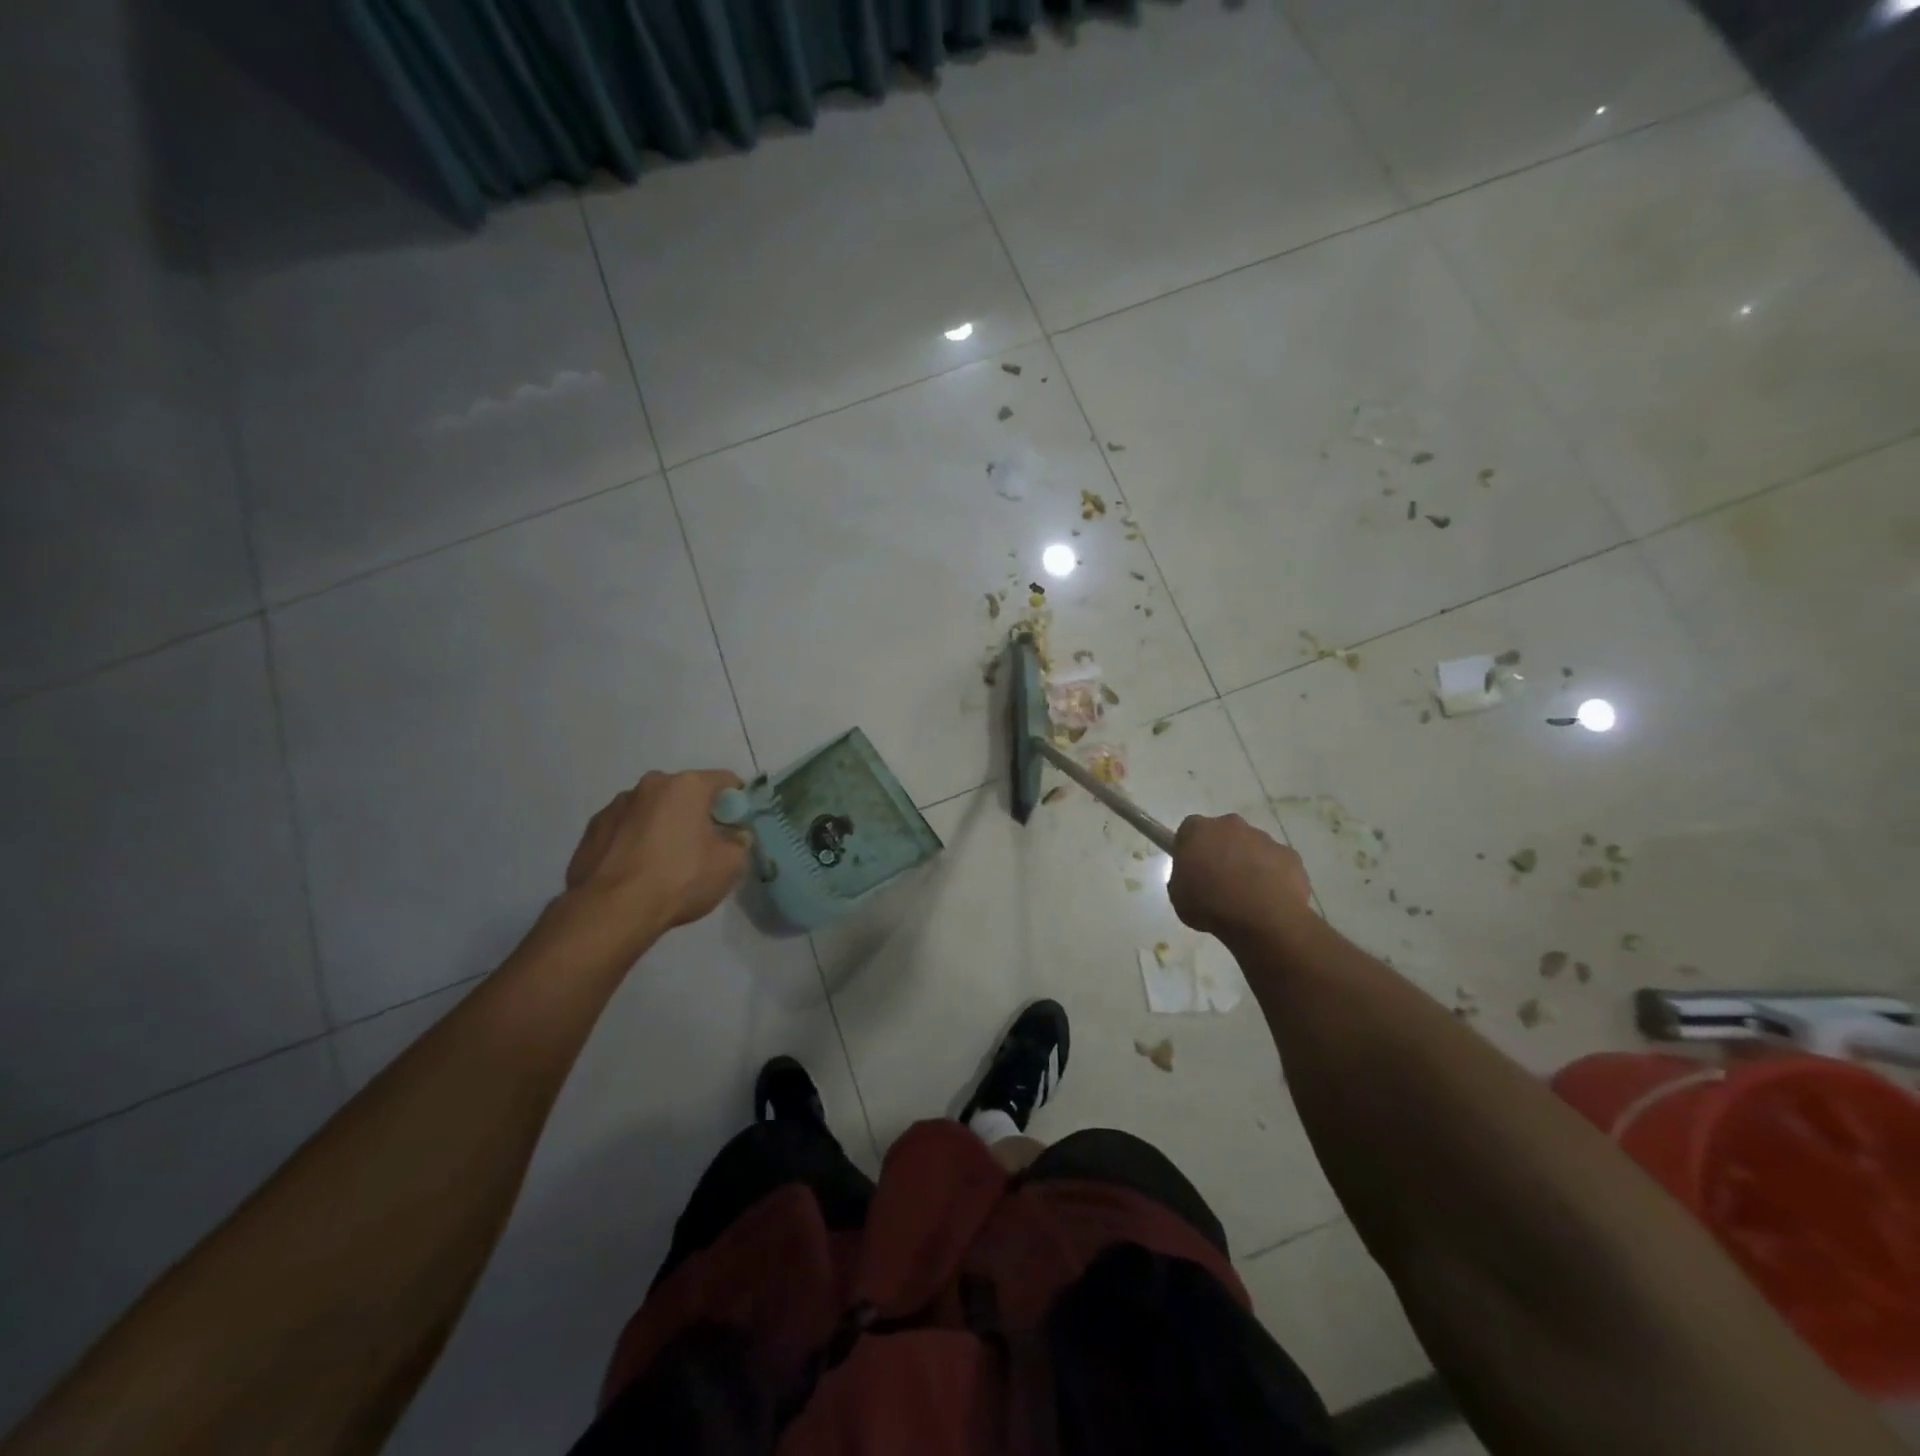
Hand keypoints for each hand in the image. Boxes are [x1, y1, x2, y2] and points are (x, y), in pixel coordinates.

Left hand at [563, 770, 749, 944]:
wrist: (611, 911)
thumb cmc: (679, 879)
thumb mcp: (730, 864)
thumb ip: (739, 842)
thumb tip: (734, 835)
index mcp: (687, 785)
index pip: (725, 781)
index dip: (737, 803)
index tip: (737, 828)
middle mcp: (650, 785)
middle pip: (685, 793)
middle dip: (697, 814)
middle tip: (703, 847)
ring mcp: (616, 805)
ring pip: (652, 810)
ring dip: (663, 826)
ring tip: (664, 862)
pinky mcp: (592, 829)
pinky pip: (625, 828)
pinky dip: (635, 841)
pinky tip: (637, 870)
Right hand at [1169, 813, 1312, 939]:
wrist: (1262, 920)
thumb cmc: (1210, 905)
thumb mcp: (1178, 895)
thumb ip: (1182, 877)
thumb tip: (1193, 876)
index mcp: (1199, 830)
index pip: (1189, 830)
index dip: (1190, 848)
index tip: (1192, 868)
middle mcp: (1231, 825)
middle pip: (1223, 834)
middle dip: (1221, 852)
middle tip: (1218, 882)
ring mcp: (1264, 838)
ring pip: (1251, 847)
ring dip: (1247, 864)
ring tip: (1246, 896)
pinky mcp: (1289, 855)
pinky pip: (1276, 863)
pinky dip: (1272, 876)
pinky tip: (1268, 899)